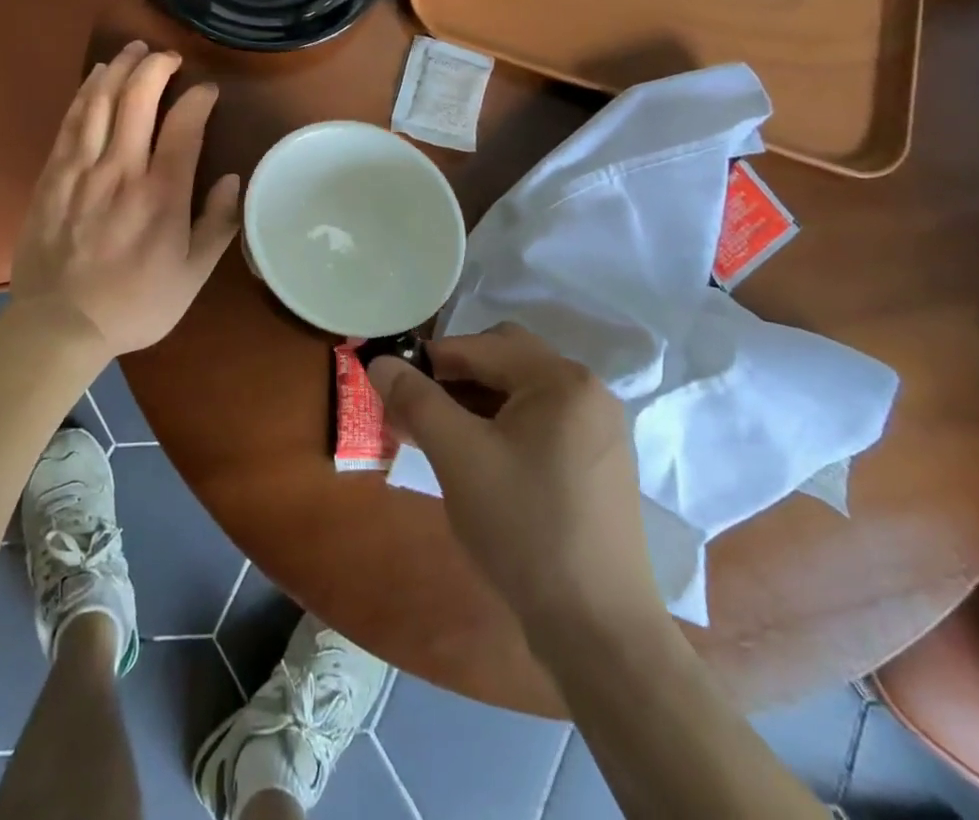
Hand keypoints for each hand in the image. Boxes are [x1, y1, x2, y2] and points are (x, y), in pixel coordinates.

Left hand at [11, 42, 240, 355]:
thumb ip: (217, 225)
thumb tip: (234, 180)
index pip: (185, 126)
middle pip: (138, 99)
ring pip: (100, 102)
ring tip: (132, 51)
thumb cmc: (135, 303)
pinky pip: (70, 122)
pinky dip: (86, 93)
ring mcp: (81, 170)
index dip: (199, 99)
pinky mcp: (52, 175)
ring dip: (118, 68)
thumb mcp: (192, 276)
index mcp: (162, 195)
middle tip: (168, 56)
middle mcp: (121, 170)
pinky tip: (95, 79)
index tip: (208, 91)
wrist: (59, 325)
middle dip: (156, 66)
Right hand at [368, 325, 659, 637]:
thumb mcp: (457, 457)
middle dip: (454, 378)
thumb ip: (416, 399)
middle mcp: (588, 392)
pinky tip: (476, 460)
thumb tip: (379, 361)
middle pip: (505, 361)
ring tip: (436, 437)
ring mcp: (599, 430)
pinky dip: (502, 428)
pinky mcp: (599, 465)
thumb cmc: (524, 529)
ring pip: (521, 394)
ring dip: (475, 403)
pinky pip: (540, 424)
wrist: (599, 631)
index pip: (481, 346)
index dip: (430, 360)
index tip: (391, 383)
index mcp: (561, 380)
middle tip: (416, 409)